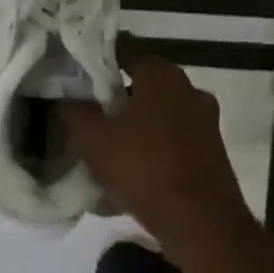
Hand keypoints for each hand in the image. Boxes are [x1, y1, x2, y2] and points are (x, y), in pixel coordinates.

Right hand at [61, 54, 253, 253]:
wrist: (201, 224)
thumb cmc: (144, 170)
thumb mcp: (93, 140)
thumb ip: (73, 112)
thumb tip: (65, 99)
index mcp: (162, 76)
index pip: (122, 49)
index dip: (94, 57)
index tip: (72, 69)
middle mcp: (188, 89)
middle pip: (139, 84)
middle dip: (110, 97)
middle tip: (81, 111)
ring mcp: (203, 121)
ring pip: (154, 114)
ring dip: (129, 126)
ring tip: (100, 146)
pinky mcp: (208, 150)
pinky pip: (167, 140)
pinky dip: (146, 149)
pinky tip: (124, 173)